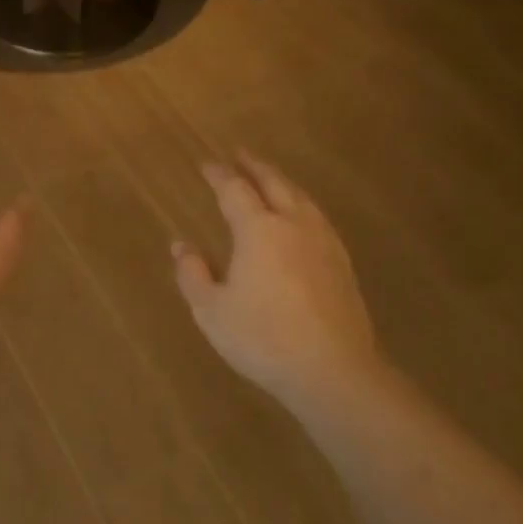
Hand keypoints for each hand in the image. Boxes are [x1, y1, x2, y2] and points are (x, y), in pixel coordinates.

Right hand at [173, 154, 381, 408]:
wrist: (332, 369)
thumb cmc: (262, 338)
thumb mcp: (211, 310)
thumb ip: (192, 273)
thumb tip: (181, 245)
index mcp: (258, 230)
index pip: (234, 190)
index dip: (218, 174)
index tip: (206, 164)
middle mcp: (293, 225)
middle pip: (274, 183)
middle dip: (254, 166)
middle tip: (239, 154)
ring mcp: (323, 242)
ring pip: (301, 197)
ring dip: (281, 181)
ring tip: (269, 178)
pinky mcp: (341, 262)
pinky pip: (317, 217)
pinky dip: (301, 204)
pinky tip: (300, 217)